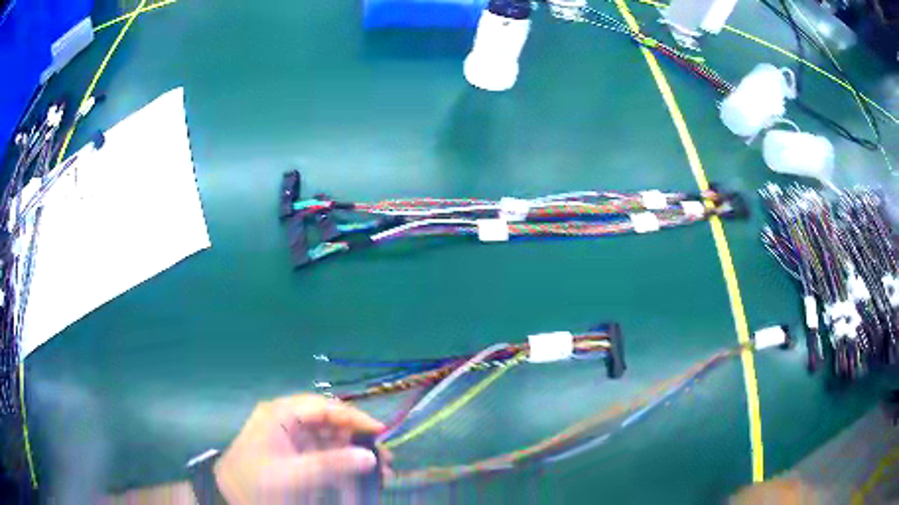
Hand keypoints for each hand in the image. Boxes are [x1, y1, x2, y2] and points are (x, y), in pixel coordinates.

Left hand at [213, 394, 387, 503]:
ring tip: (381, 473)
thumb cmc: (258, 483)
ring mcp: (291, 440)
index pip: (323, 407)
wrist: (232, 499)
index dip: (353, 417)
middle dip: (358, 441)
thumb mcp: (295, 475)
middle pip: (330, 424)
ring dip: (354, 456)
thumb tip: (371, 456)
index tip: (380, 432)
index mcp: (280, 415)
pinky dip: (343, 468)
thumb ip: (333, 464)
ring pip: (330, 441)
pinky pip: (324, 457)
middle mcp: (287, 422)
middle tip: (386, 459)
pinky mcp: (294, 457)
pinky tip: (360, 480)